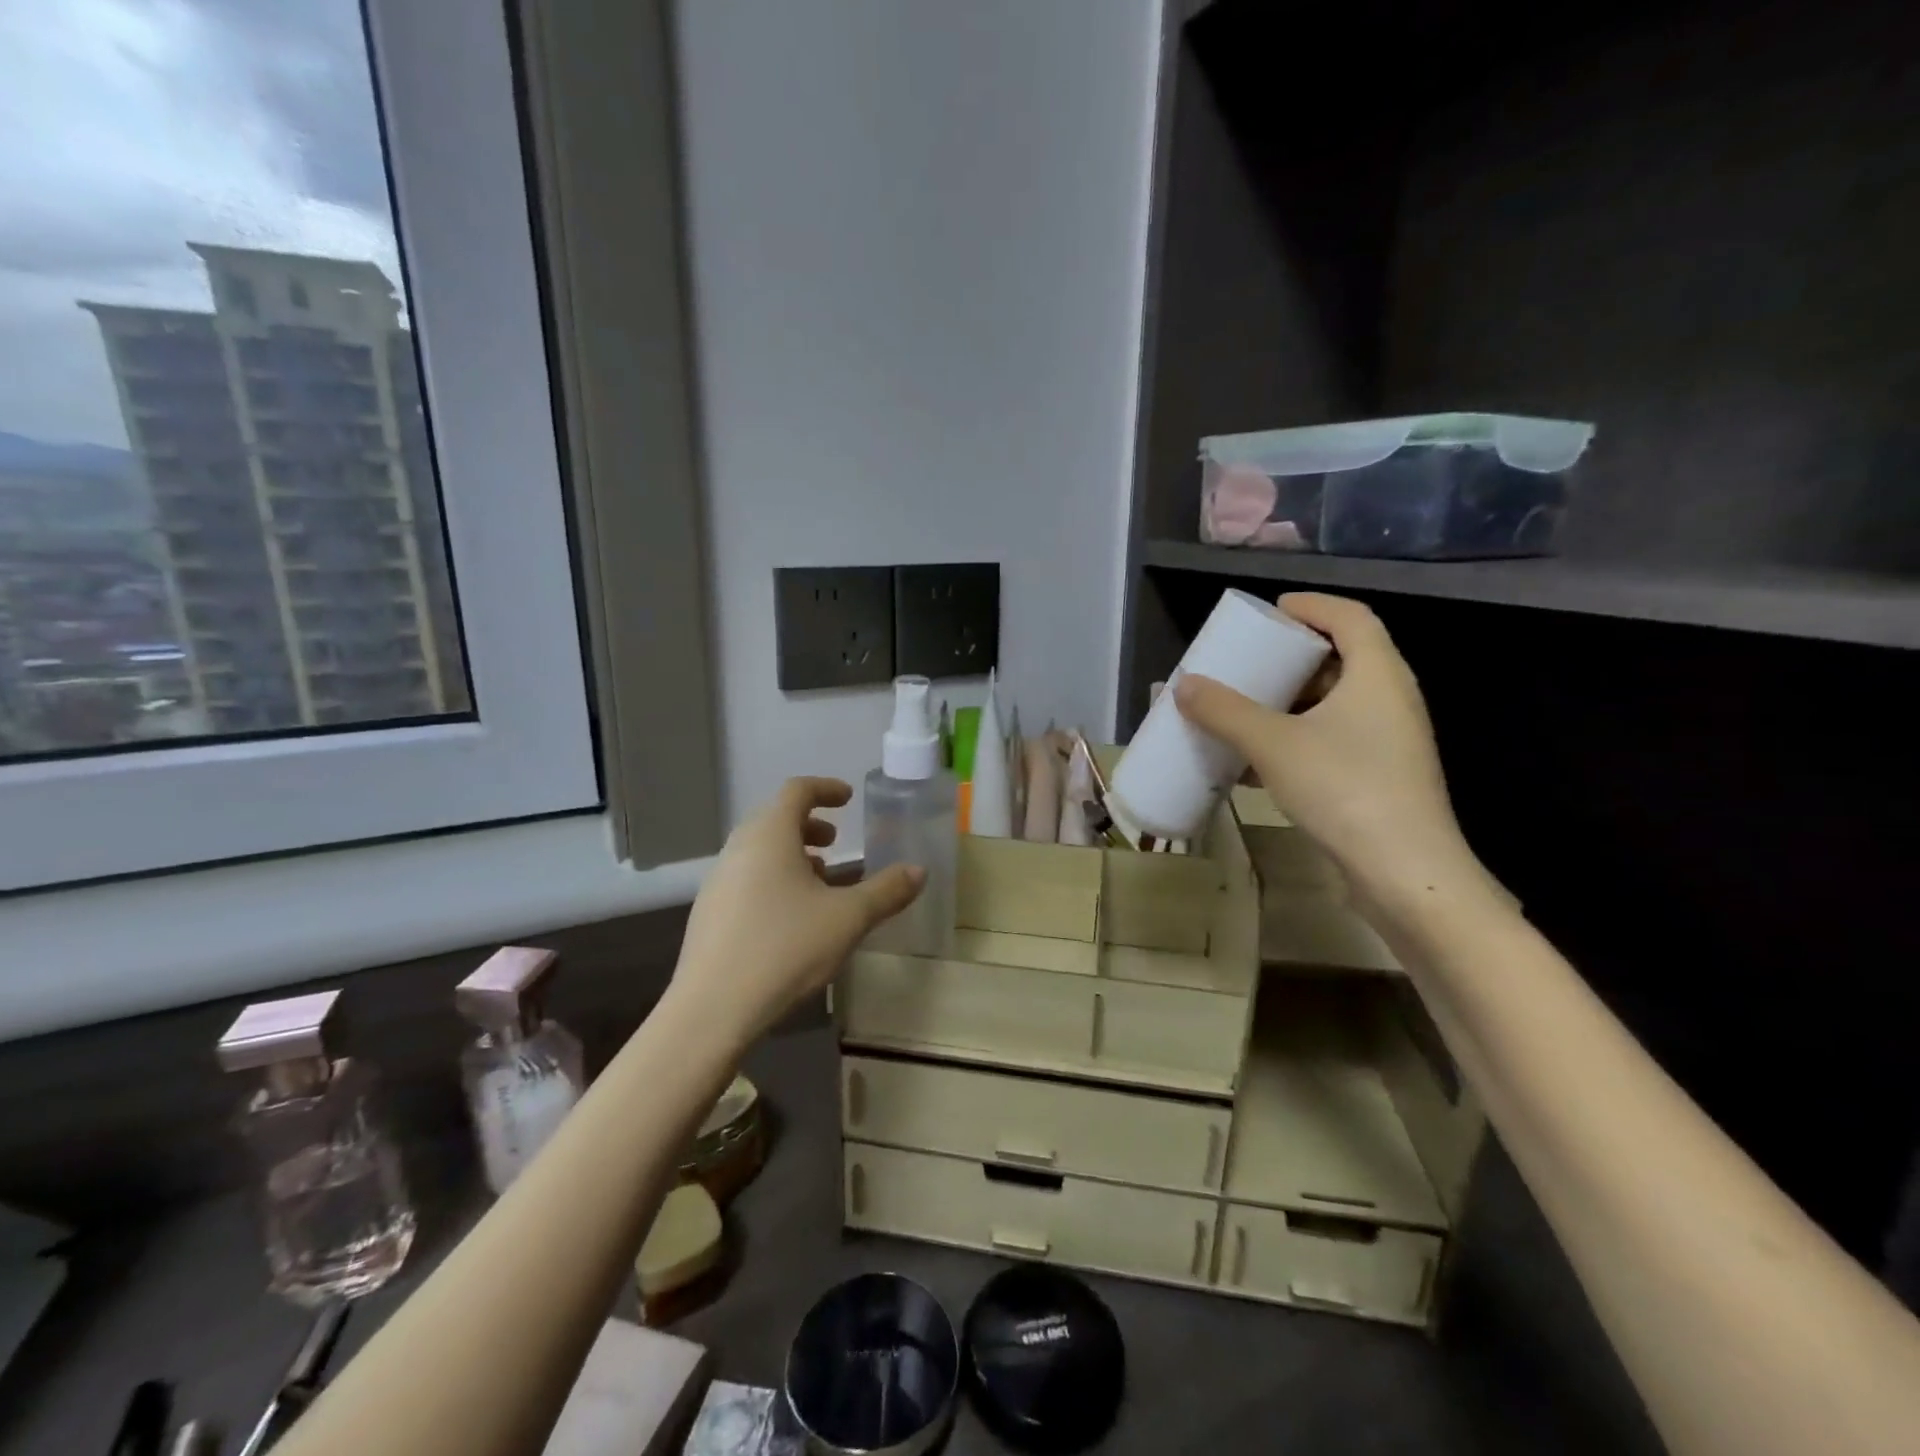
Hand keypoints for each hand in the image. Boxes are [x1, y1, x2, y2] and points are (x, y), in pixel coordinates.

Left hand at [670, 777, 923, 1043]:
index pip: (796, 790)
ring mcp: (717, 882)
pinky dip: (773, 879)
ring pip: (759, 851)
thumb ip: (886, 891)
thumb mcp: (848, 919)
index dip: (825, 788)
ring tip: (819, 882)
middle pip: (774, 818)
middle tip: (835, 843)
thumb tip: (918, 871)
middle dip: (809, 824)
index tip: (848, 798)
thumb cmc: (786, 948)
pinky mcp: (708, 914)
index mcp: (770, 835)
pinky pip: (746, 878)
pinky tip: (791, 917)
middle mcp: (739, 849)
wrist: (712, 1010)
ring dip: (791, 854)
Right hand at [1173, 593, 1473, 895]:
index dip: (1312, 606)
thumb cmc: (1344, 788)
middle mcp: (1390, 699)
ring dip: (1291, 701)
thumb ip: (1225, 711)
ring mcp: (1389, 741)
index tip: (1272, 611)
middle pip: (1343, 658)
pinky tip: (1257, 759)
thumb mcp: (1273, 743)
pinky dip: (1297, 737)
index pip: (1350, 617)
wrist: (1404, 872)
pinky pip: (1333, 739)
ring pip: (1336, 704)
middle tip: (1252, 660)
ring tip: (1247, 706)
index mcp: (1377, 674)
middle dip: (1293, 657)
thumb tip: (1182, 684)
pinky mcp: (1380, 776)